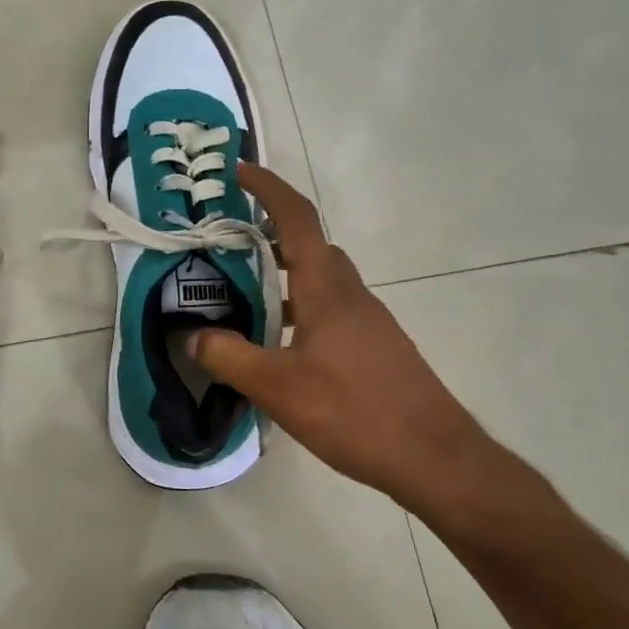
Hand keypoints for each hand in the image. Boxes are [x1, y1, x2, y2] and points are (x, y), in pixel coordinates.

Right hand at [189, 165, 491, 520]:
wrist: (436, 458)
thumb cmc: (355, 412)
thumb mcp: (278, 388)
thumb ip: (229, 357)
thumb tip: (193, 336)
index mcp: (328, 290)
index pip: (297, 219)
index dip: (268, 188)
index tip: (239, 171)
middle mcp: (351, 295)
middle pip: (310, 247)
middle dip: (270, 236)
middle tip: (228, 247)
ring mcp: (369, 322)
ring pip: (322, 282)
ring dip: (285, 279)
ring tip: (244, 300)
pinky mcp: (376, 348)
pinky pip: (332, 311)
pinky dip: (301, 311)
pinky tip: (282, 349)